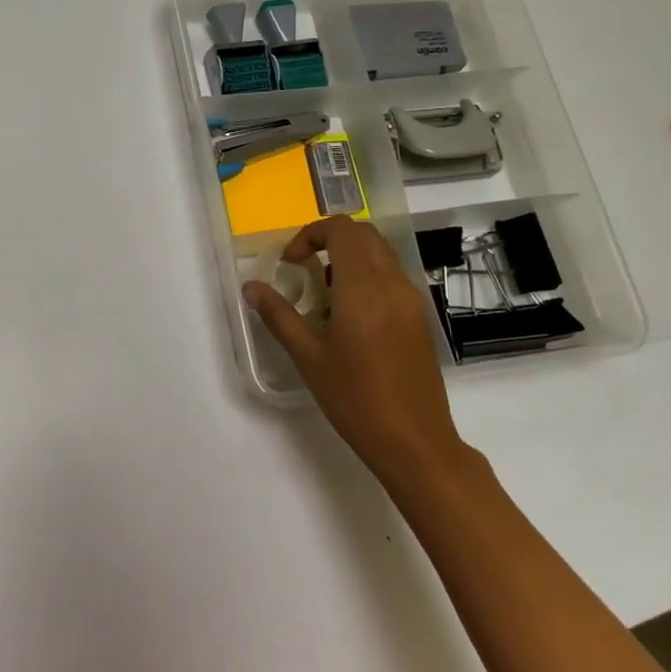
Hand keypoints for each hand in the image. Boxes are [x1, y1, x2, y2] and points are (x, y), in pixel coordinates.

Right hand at [243, 217, 468, 492]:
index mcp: (363, 287)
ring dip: (349, 257)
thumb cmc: (355, 399)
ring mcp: (411, 299)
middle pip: (363, 234)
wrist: (415, 441)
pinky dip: (367, 275)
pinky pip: (391, 276)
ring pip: (380, 253)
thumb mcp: (308, 357)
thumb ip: (278, 315)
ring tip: (323, 294)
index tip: (290, 263)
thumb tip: (251, 287)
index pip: (342, 229)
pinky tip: (349, 315)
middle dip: (329, 240)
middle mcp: (392, 283)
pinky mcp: (419, 316)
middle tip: (303, 268)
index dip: (311, 234)